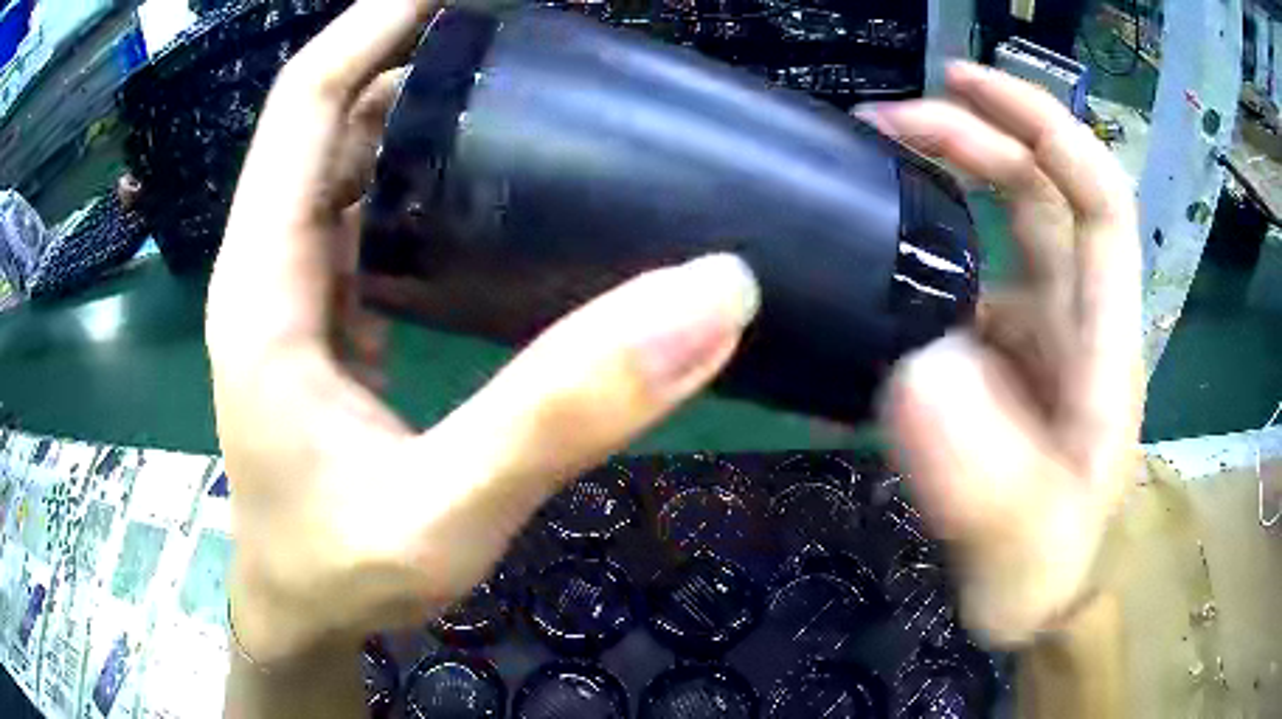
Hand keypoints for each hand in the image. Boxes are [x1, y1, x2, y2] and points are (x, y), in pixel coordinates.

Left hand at [206, 0, 758, 666]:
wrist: (303, 613)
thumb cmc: (343, 573)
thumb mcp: (447, 511)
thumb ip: (565, 412)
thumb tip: (712, 296)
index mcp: (266, 284)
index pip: (307, 104)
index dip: (375, 25)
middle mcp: (270, 267)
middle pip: (329, 118)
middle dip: (414, 56)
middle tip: (523, 35)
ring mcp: (293, 292)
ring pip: (346, 165)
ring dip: (419, 112)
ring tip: (519, 91)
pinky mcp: (321, 320)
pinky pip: (360, 217)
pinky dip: (415, 178)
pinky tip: (483, 187)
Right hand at [864, 63, 1142, 646]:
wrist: (1034, 602)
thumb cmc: (1044, 575)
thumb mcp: (1022, 545)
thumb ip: (985, 478)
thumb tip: (919, 369)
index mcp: (1103, 345)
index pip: (1097, 201)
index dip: (1043, 128)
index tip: (962, 86)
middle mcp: (1075, 321)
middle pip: (1040, 192)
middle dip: (974, 134)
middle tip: (884, 119)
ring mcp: (1036, 335)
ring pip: (1003, 224)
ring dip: (945, 175)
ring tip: (870, 160)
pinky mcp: (999, 357)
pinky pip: (966, 276)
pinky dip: (925, 245)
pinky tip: (874, 250)